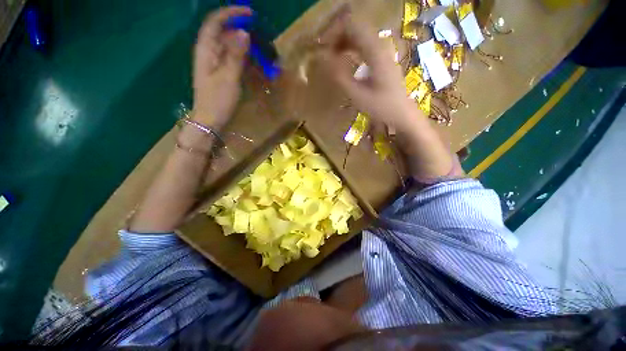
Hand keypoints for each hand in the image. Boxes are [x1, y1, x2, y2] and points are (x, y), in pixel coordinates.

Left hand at [192, 6, 250, 128]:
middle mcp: (207, 52)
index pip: (215, 22)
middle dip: (238, 27)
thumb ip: (235, 55)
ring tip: (257, 46)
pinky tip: (250, 59)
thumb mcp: (228, 77)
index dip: (231, 14)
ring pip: (226, 44)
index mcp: (205, 50)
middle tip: (258, 33)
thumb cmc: (218, 100)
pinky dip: (240, 55)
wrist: (209, 120)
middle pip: (221, 31)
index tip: (250, 13)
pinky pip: (229, 57)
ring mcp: (213, 63)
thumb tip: (244, 32)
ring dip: (241, 42)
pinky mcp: (219, 72)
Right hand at [318, 11, 420, 129]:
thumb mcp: (357, 94)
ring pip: (360, 36)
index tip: (322, 47)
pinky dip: (351, 48)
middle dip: (337, 36)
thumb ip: (339, 75)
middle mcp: (380, 45)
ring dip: (344, 42)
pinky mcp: (382, 58)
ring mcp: (383, 51)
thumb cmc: (381, 106)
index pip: (352, 26)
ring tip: (331, 56)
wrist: (401, 113)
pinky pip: (364, 45)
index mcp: (375, 51)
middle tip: (325, 52)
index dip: (334, 32)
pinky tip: (344, 59)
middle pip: (356, 28)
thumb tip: (322, 58)